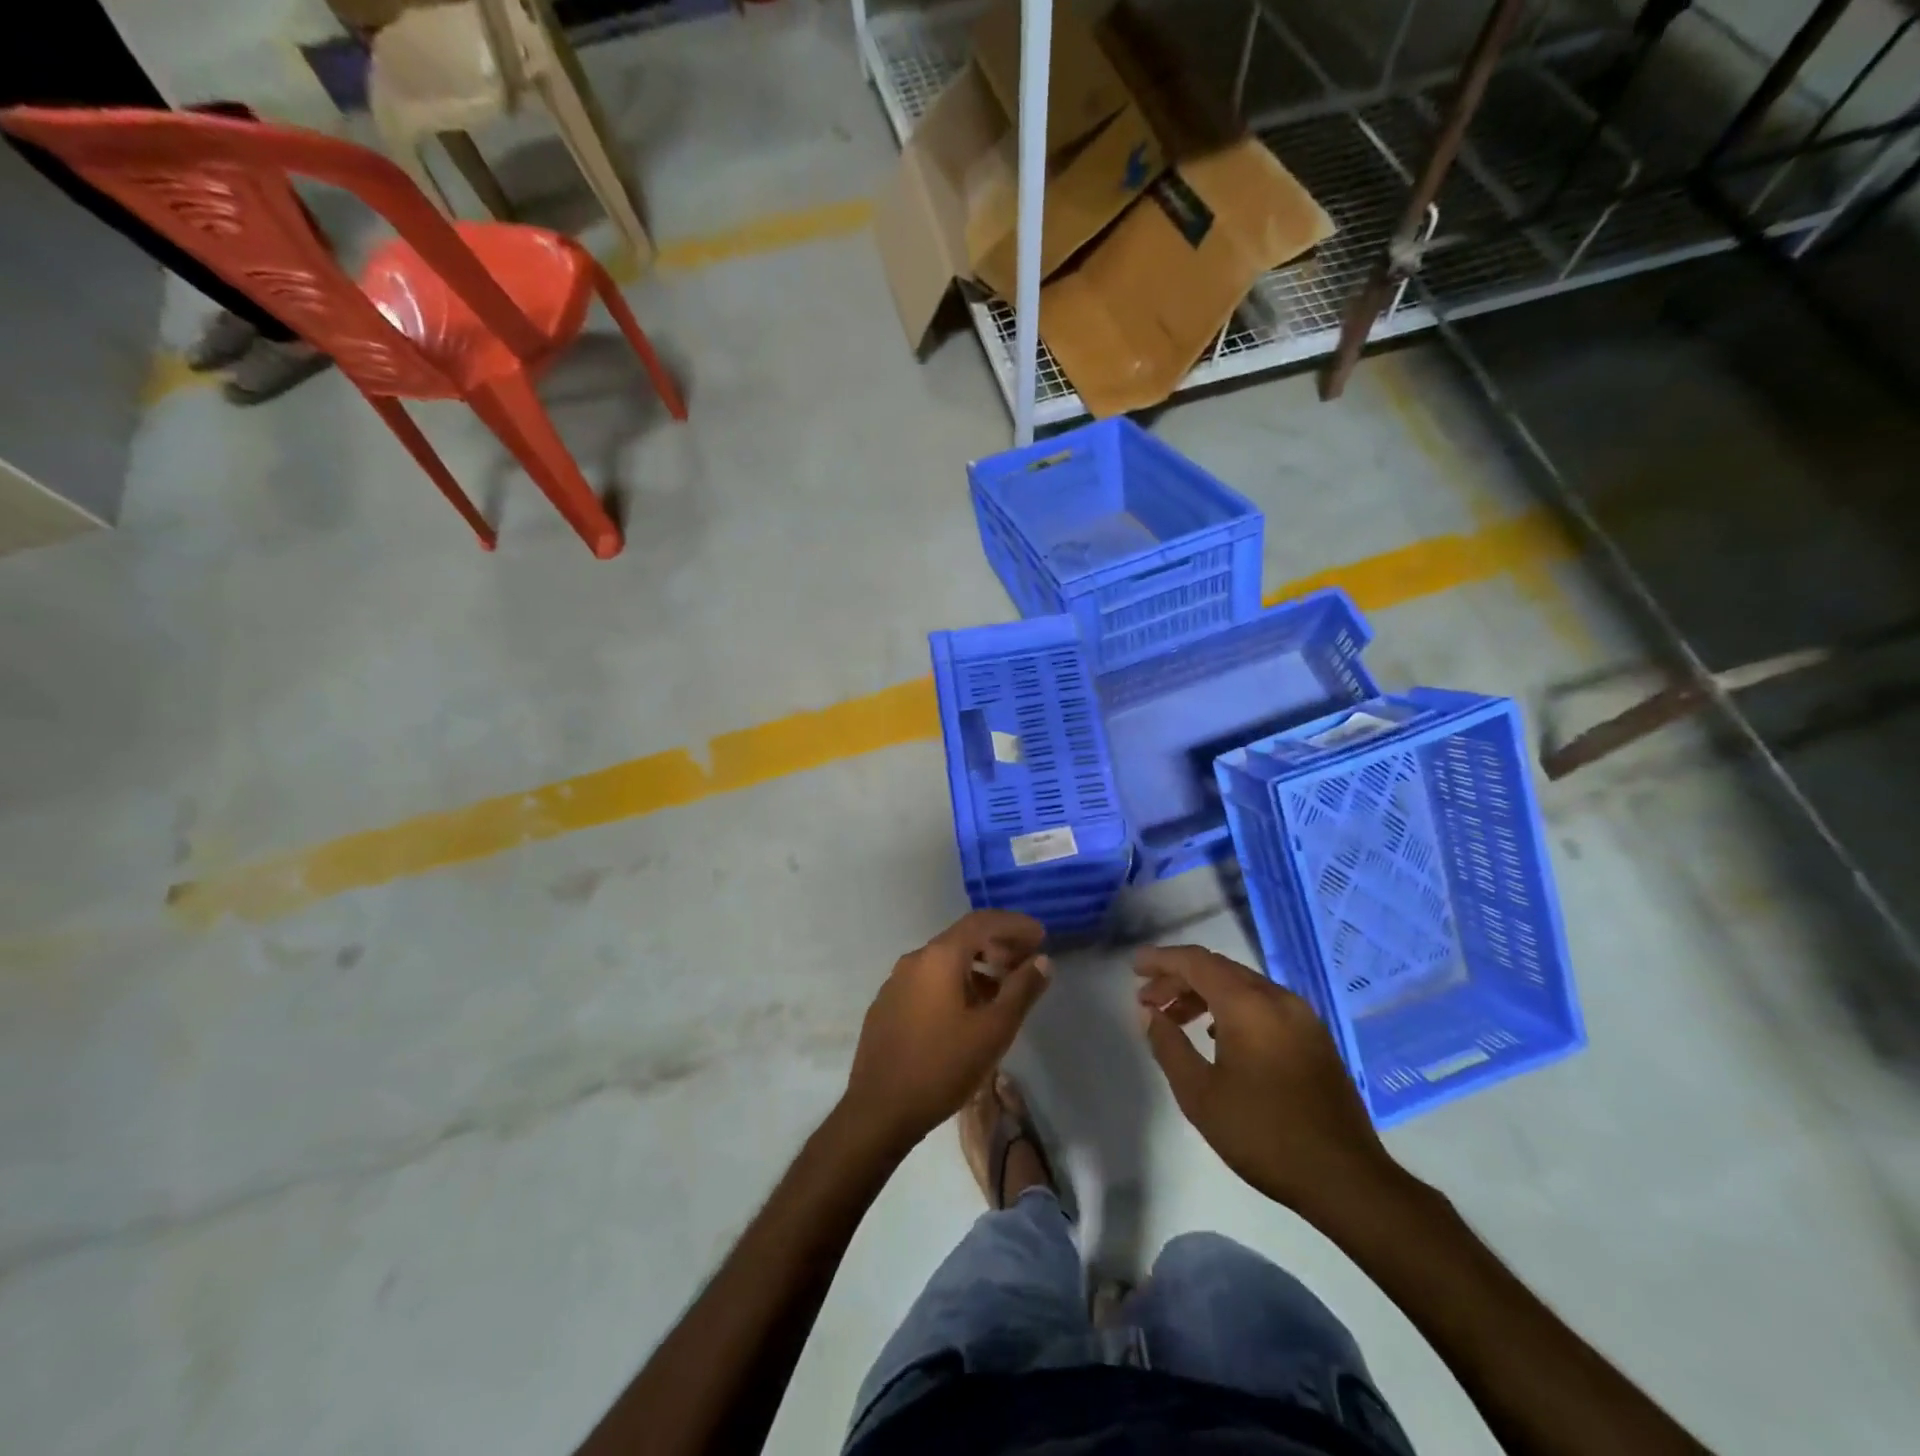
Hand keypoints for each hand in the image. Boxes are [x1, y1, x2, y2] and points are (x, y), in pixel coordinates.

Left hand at [843, 911, 1051, 1149]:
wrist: (878, 1110)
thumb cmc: (942, 1066)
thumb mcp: (993, 1030)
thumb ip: (1021, 990)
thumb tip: (1042, 961)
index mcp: (939, 957)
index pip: (982, 922)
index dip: (1014, 924)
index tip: (1041, 936)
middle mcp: (915, 959)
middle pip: (963, 938)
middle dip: (998, 945)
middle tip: (1027, 963)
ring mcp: (896, 982)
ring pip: (945, 961)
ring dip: (978, 967)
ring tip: (1003, 990)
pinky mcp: (887, 1005)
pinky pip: (928, 981)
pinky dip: (955, 982)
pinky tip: (968, 1012)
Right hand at [1135, 945, 1398, 1219]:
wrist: (1346, 1178)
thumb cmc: (1263, 1134)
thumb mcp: (1200, 1094)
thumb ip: (1168, 1046)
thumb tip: (1150, 1015)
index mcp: (1248, 1004)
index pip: (1196, 962)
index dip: (1160, 959)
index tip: (1134, 969)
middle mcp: (1277, 998)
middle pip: (1218, 969)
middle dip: (1178, 978)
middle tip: (1148, 999)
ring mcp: (1301, 1016)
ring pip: (1242, 985)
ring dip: (1204, 993)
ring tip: (1175, 1019)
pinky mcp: (1314, 1037)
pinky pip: (1262, 1003)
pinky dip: (1231, 1007)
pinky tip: (1217, 1034)